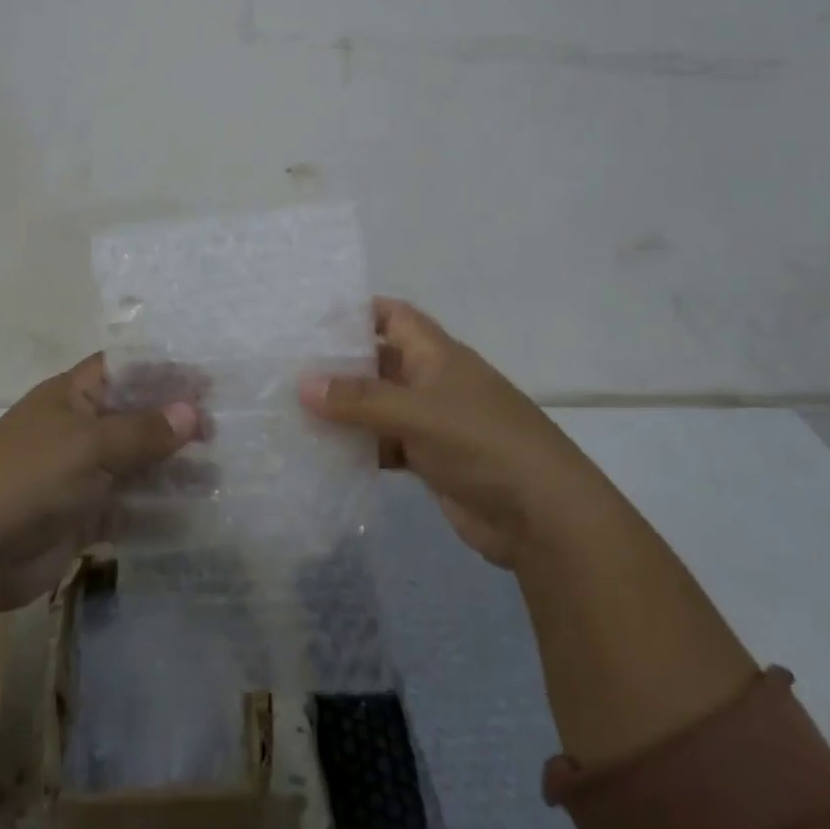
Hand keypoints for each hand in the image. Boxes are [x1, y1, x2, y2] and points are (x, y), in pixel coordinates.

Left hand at [0, 355, 201, 607]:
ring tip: (218, 475)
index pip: (125, 370)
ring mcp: (80, 476)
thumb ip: (143, 430)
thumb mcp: (90, 444)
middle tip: (221, 433)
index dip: (164, 372)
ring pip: (136, 466)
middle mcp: (78, 430)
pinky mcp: (83, 518)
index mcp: (71, 396)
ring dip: (173, 470)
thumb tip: (193, 412)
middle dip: (175, 424)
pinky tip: (193, 516)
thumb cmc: (30, 477)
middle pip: (135, 419)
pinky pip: (129, 509)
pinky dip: (157, 512)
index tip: (207, 383)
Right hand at [300, 298, 594, 566]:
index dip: (357, 312)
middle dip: (339, 364)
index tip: (311, 319)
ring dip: (344, 410)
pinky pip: (385, 445)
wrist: (543, 517)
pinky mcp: (430, 461)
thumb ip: (359, 399)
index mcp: (438, 355)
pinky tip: (323, 454)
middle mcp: (433, 382)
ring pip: (378, 407)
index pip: (393, 317)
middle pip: (379, 362)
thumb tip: (302, 384)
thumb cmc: (482, 444)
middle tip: (286, 368)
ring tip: (291, 409)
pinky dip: (359, 448)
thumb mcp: (418, 412)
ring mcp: (432, 423)